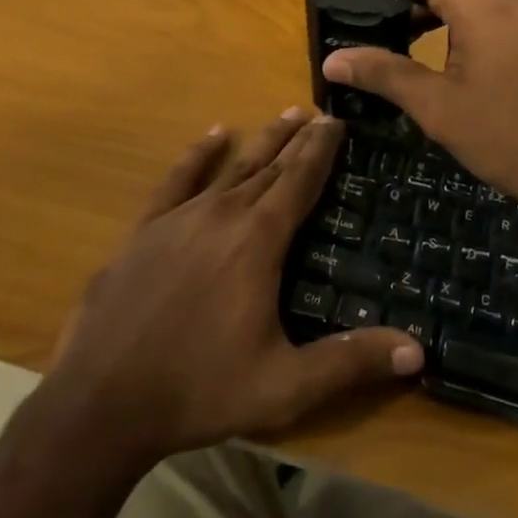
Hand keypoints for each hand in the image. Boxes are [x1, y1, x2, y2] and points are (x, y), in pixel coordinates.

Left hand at [38, 111, 423, 466]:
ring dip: (262, 142)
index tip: (338, 120)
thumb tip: (418, 352)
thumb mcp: (285, 386)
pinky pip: (178, 179)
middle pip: (270, 166)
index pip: (300, 180)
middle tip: (319, 113)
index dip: (321, 149)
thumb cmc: (199, 390)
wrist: (99, 404)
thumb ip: (350, 362)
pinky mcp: (145, 230)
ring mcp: (180, 218)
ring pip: (232, 167)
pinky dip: (199, 154)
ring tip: (285, 116)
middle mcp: (223, 214)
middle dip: (298, 139)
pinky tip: (215, 134)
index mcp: (259, 240)